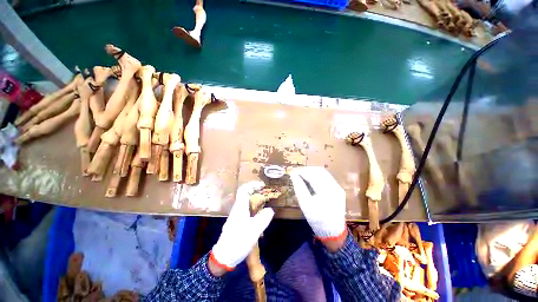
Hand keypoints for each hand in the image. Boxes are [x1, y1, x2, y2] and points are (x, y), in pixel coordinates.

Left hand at [210, 181, 274, 272]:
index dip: (253, 185)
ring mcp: (236, 216)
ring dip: (256, 203)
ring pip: (247, 204)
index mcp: (240, 207)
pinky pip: (247, 212)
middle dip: (257, 194)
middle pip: (246, 195)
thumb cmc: (238, 241)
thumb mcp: (254, 230)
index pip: (244, 189)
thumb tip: (270, 209)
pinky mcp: (237, 222)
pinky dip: (254, 211)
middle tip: (267, 197)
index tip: (262, 186)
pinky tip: (260, 221)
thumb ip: (264, 218)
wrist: (224, 257)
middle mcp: (237, 209)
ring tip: (265, 209)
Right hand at [289, 167, 346, 249]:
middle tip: (297, 173)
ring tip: (302, 175)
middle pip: (319, 171)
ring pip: (323, 173)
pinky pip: (326, 178)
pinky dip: (317, 176)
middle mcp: (335, 187)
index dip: (302, 172)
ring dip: (312, 172)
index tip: (293, 171)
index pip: (313, 176)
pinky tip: (311, 179)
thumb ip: (299, 187)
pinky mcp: (338, 189)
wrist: (333, 232)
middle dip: (307, 170)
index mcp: (327, 192)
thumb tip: (293, 174)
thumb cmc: (317, 219)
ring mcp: (338, 188)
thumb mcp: (305, 204)